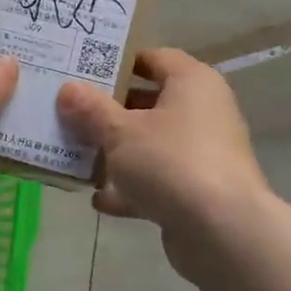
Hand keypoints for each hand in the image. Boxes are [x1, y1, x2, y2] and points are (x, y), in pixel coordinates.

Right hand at [57, 49, 270, 274]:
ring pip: (152, 145)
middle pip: (150, 103)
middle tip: (70, 112)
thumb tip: (67, 89)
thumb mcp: (120, 132)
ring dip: (117, 152)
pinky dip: (131, 189)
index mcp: (192, 83)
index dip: (119, 62)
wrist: (222, 232)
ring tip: (77, 155)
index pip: (154, 58)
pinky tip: (99, 200)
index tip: (83, 71)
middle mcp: (204, 112)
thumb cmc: (171, 162)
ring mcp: (204, 154)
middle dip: (110, 111)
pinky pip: (158, 181)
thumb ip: (91, 110)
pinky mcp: (199, 191)